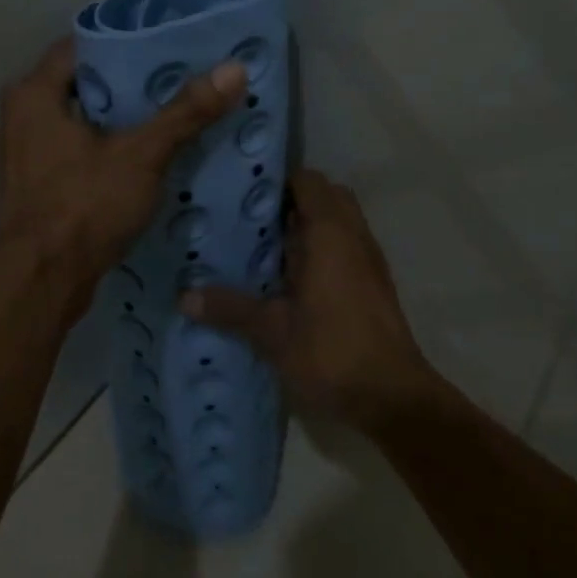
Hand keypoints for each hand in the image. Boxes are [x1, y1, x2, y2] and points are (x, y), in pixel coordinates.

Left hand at [0, 37, 248, 307]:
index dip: (127, 42)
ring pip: (84, 120)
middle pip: (86, 83)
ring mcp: (29, 152)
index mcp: (34, 94)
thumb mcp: (141, 155)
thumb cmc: (84, 205)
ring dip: (123, 119)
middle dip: (131, 82)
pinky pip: (80, 150)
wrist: (43, 281)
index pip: (83, 46)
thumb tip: (234, 68)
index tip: (170, 44)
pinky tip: (150, 153)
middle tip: (181, 76)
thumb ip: (185, 113)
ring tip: (174, 110)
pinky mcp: (40, 183)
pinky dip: (110, 147)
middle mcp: (23, 115)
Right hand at [180, 169, 438, 428]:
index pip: (308, 182)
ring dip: (308, 226)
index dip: (277, 179)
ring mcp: (367, 261)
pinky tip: (289, 277)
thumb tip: (184, 297)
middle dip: (293, 200)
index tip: (243, 189)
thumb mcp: (272, 332)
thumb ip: (230, 308)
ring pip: (338, 223)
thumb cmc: (332, 352)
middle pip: (326, 196)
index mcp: (330, 234)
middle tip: (252, 218)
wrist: (392, 398)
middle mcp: (353, 237)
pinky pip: (345, 247)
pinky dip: (321, 249)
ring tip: (263, 245)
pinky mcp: (373, 284)